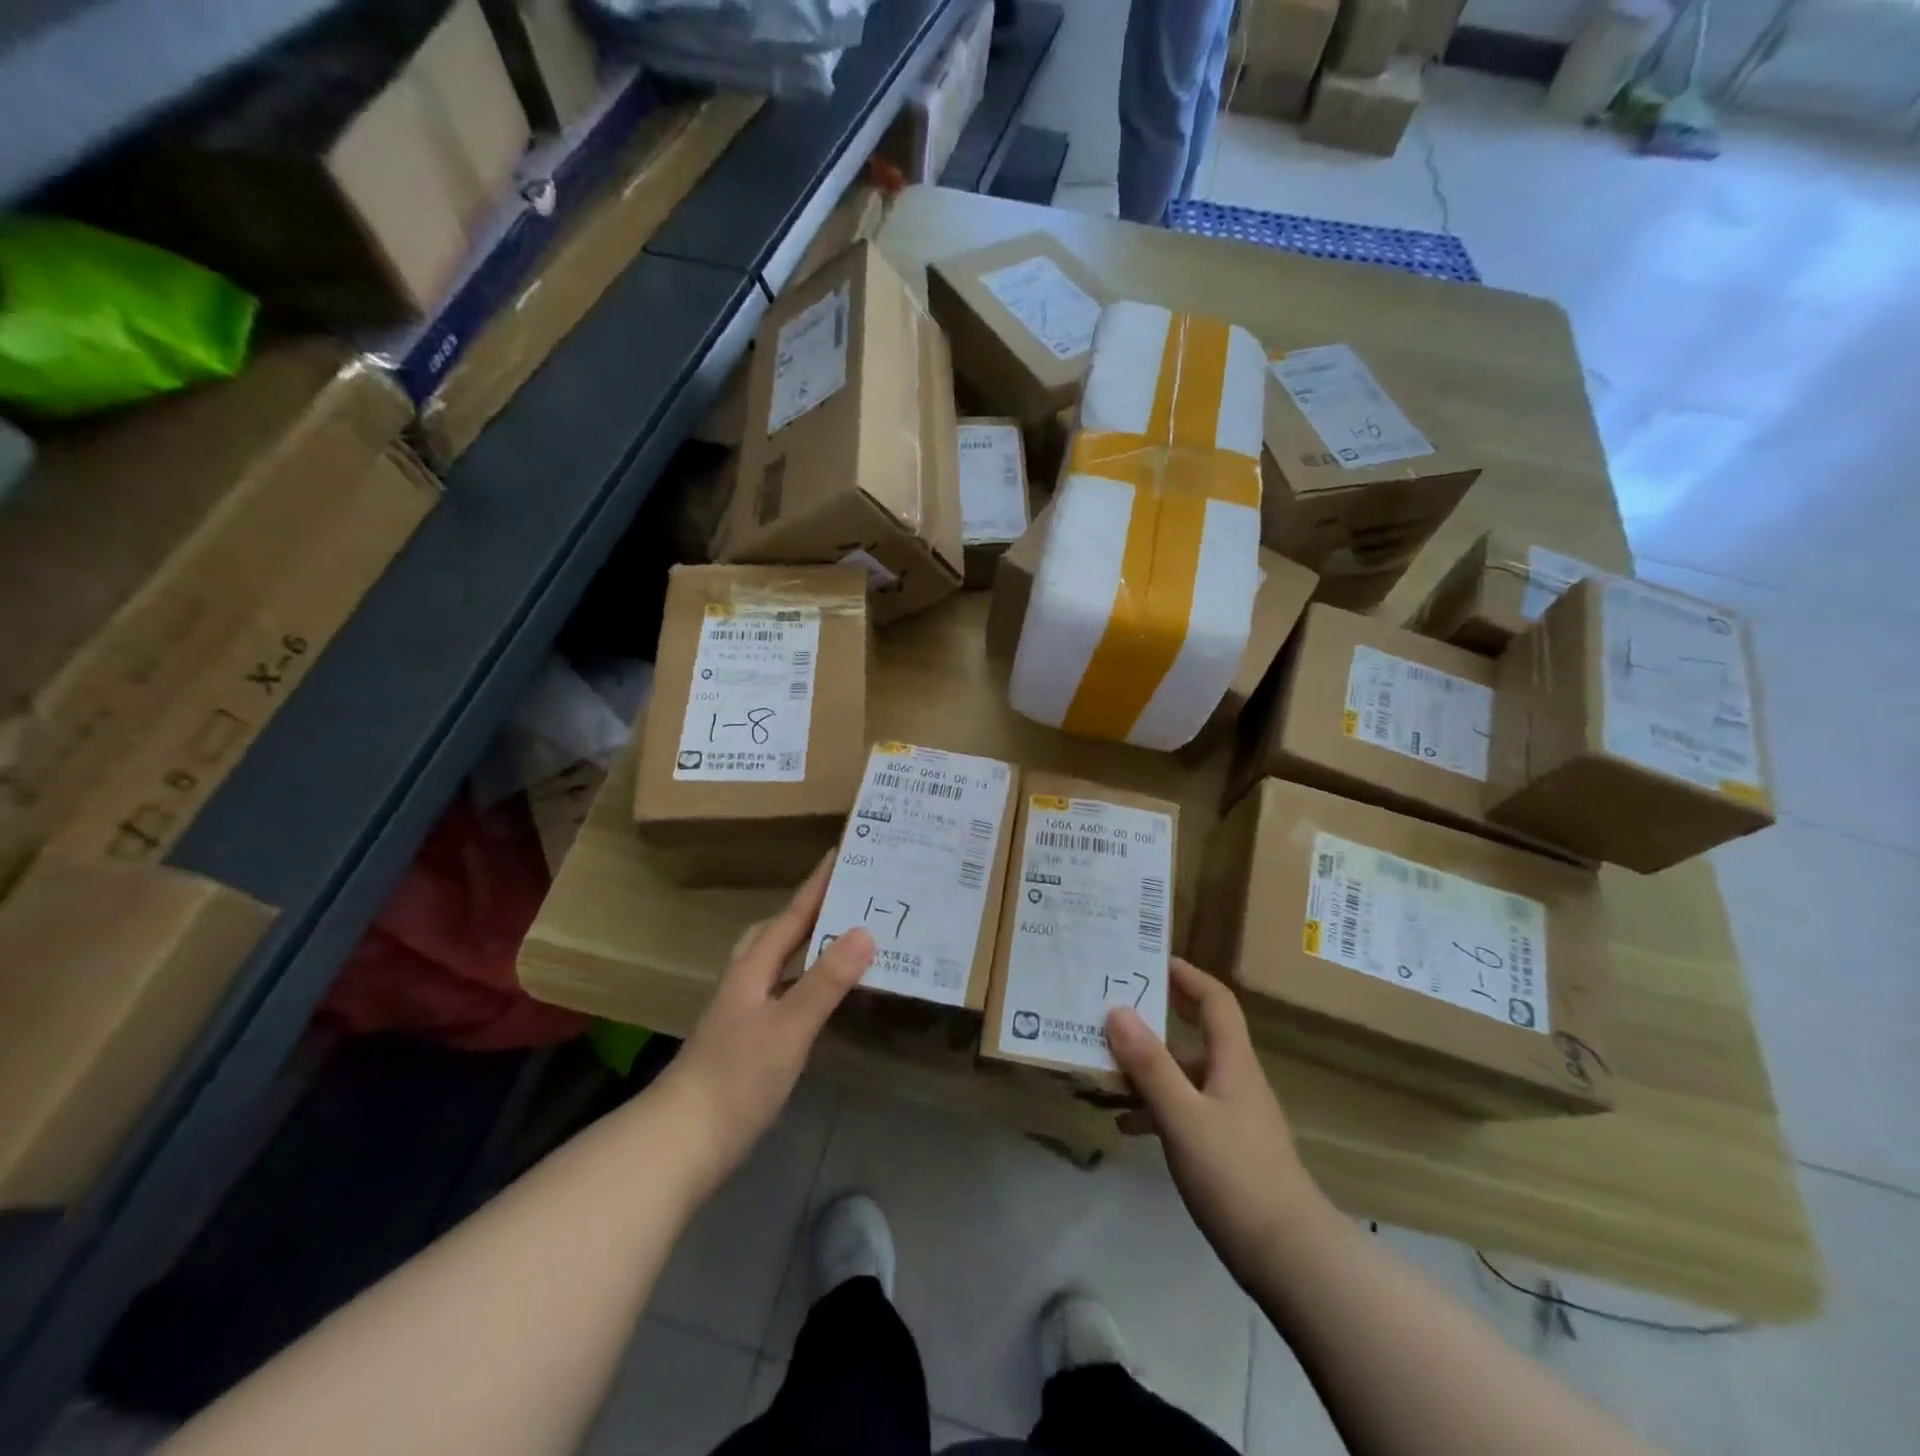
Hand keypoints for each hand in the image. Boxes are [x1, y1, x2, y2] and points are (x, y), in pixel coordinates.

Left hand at [660, 859, 874, 1193]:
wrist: (682, 1140)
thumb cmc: (737, 1077)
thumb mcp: (790, 1026)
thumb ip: (827, 980)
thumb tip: (866, 931)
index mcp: (753, 968)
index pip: (792, 915)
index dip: (816, 885)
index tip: (840, 853)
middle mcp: (745, 981)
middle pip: (776, 932)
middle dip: (807, 909)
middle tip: (844, 896)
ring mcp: (743, 1011)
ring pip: (775, 961)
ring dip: (805, 943)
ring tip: (840, 936)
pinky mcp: (746, 1038)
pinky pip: (781, 989)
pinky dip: (803, 978)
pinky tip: (819, 994)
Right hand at [1106, 958, 1324, 1283]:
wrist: (1291, 1258)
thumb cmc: (1235, 1175)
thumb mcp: (1183, 1116)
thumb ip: (1149, 1065)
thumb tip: (1117, 1010)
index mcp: (1232, 1063)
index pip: (1215, 1001)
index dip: (1187, 976)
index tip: (1152, 960)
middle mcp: (1235, 1081)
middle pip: (1196, 1036)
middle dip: (1156, 1022)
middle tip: (1114, 1011)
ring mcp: (1233, 1117)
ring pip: (1186, 1077)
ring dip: (1149, 1070)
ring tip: (1105, 1071)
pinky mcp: (1228, 1150)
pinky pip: (1185, 1111)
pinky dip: (1156, 1109)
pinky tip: (1126, 1125)